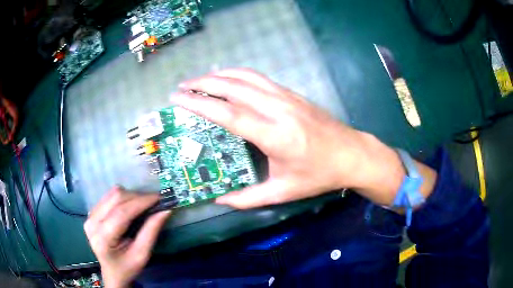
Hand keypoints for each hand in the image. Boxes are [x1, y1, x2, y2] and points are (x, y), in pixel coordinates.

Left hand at [84, 187, 170, 287]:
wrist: (112, 272)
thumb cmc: (128, 267)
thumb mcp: (142, 255)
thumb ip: (151, 232)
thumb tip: (165, 210)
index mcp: (103, 238)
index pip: (121, 213)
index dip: (141, 202)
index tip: (159, 198)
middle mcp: (92, 223)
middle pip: (116, 198)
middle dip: (137, 197)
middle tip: (154, 203)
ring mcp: (90, 216)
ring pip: (112, 194)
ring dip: (130, 196)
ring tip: (142, 206)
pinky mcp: (91, 212)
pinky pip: (109, 197)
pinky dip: (123, 199)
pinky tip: (129, 208)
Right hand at [171, 68, 433, 207]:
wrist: (352, 154)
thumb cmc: (320, 175)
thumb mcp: (284, 192)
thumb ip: (249, 198)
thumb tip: (220, 199)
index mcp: (275, 136)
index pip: (229, 114)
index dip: (200, 104)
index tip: (178, 98)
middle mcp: (278, 110)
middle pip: (234, 88)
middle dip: (203, 84)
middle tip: (182, 87)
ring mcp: (287, 97)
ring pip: (246, 77)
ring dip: (219, 75)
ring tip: (199, 80)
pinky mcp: (292, 94)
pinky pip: (259, 78)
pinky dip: (238, 75)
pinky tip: (227, 79)